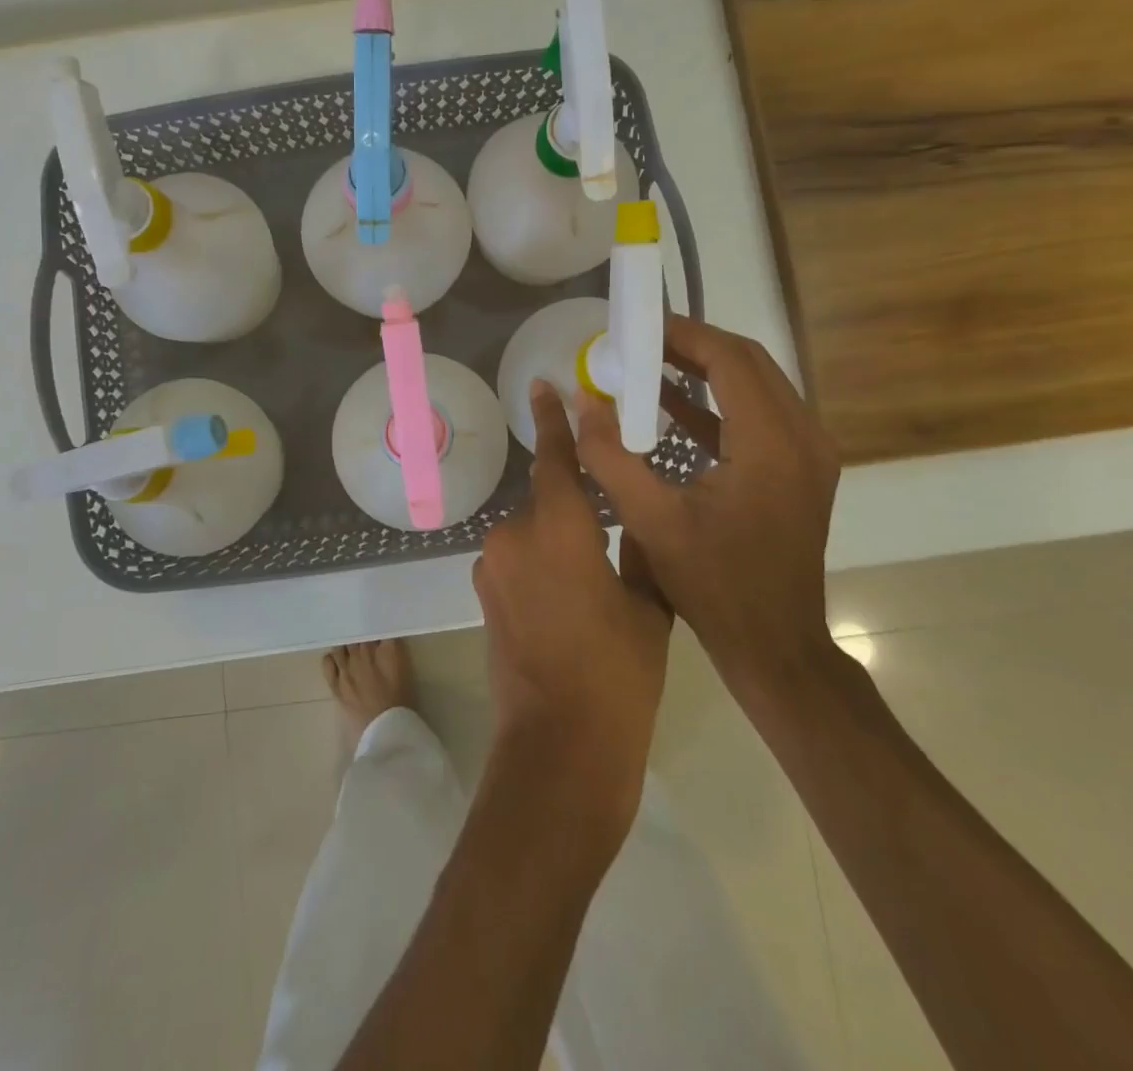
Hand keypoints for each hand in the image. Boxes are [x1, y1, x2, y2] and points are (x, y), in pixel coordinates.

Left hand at [472, 381, 671, 845]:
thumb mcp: (648, 606)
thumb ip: (638, 549)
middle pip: (546, 500)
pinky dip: (540, 566)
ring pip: (532, 533)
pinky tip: (565, 603)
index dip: (553, 420)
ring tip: (590, 584)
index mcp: (559, 528)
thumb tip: (633, 521)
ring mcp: (492, 567)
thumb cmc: (618, 675)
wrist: (559, 747)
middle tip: (609, 540)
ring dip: (557, 542)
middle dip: (574, 510)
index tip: (542, 385)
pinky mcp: (484, 595)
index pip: (555, 458)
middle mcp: (514, 535)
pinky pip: (518, 561)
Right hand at [572, 316, 840, 709]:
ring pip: (757, 385)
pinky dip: (717, 403)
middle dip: (693, 345)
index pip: (730, 360)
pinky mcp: (800, 470)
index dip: (683, 335)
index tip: (638, 325)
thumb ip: (610, 455)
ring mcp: (808, 454)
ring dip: (706, 370)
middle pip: (749, 363)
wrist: (775, 645)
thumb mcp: (651, 520)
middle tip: (639, 341)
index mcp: (771, 444)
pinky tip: (671, 406)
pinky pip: (759, 415)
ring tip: (649, 364)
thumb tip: (581, 398)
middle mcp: (802, 437)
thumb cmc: (714, 585)